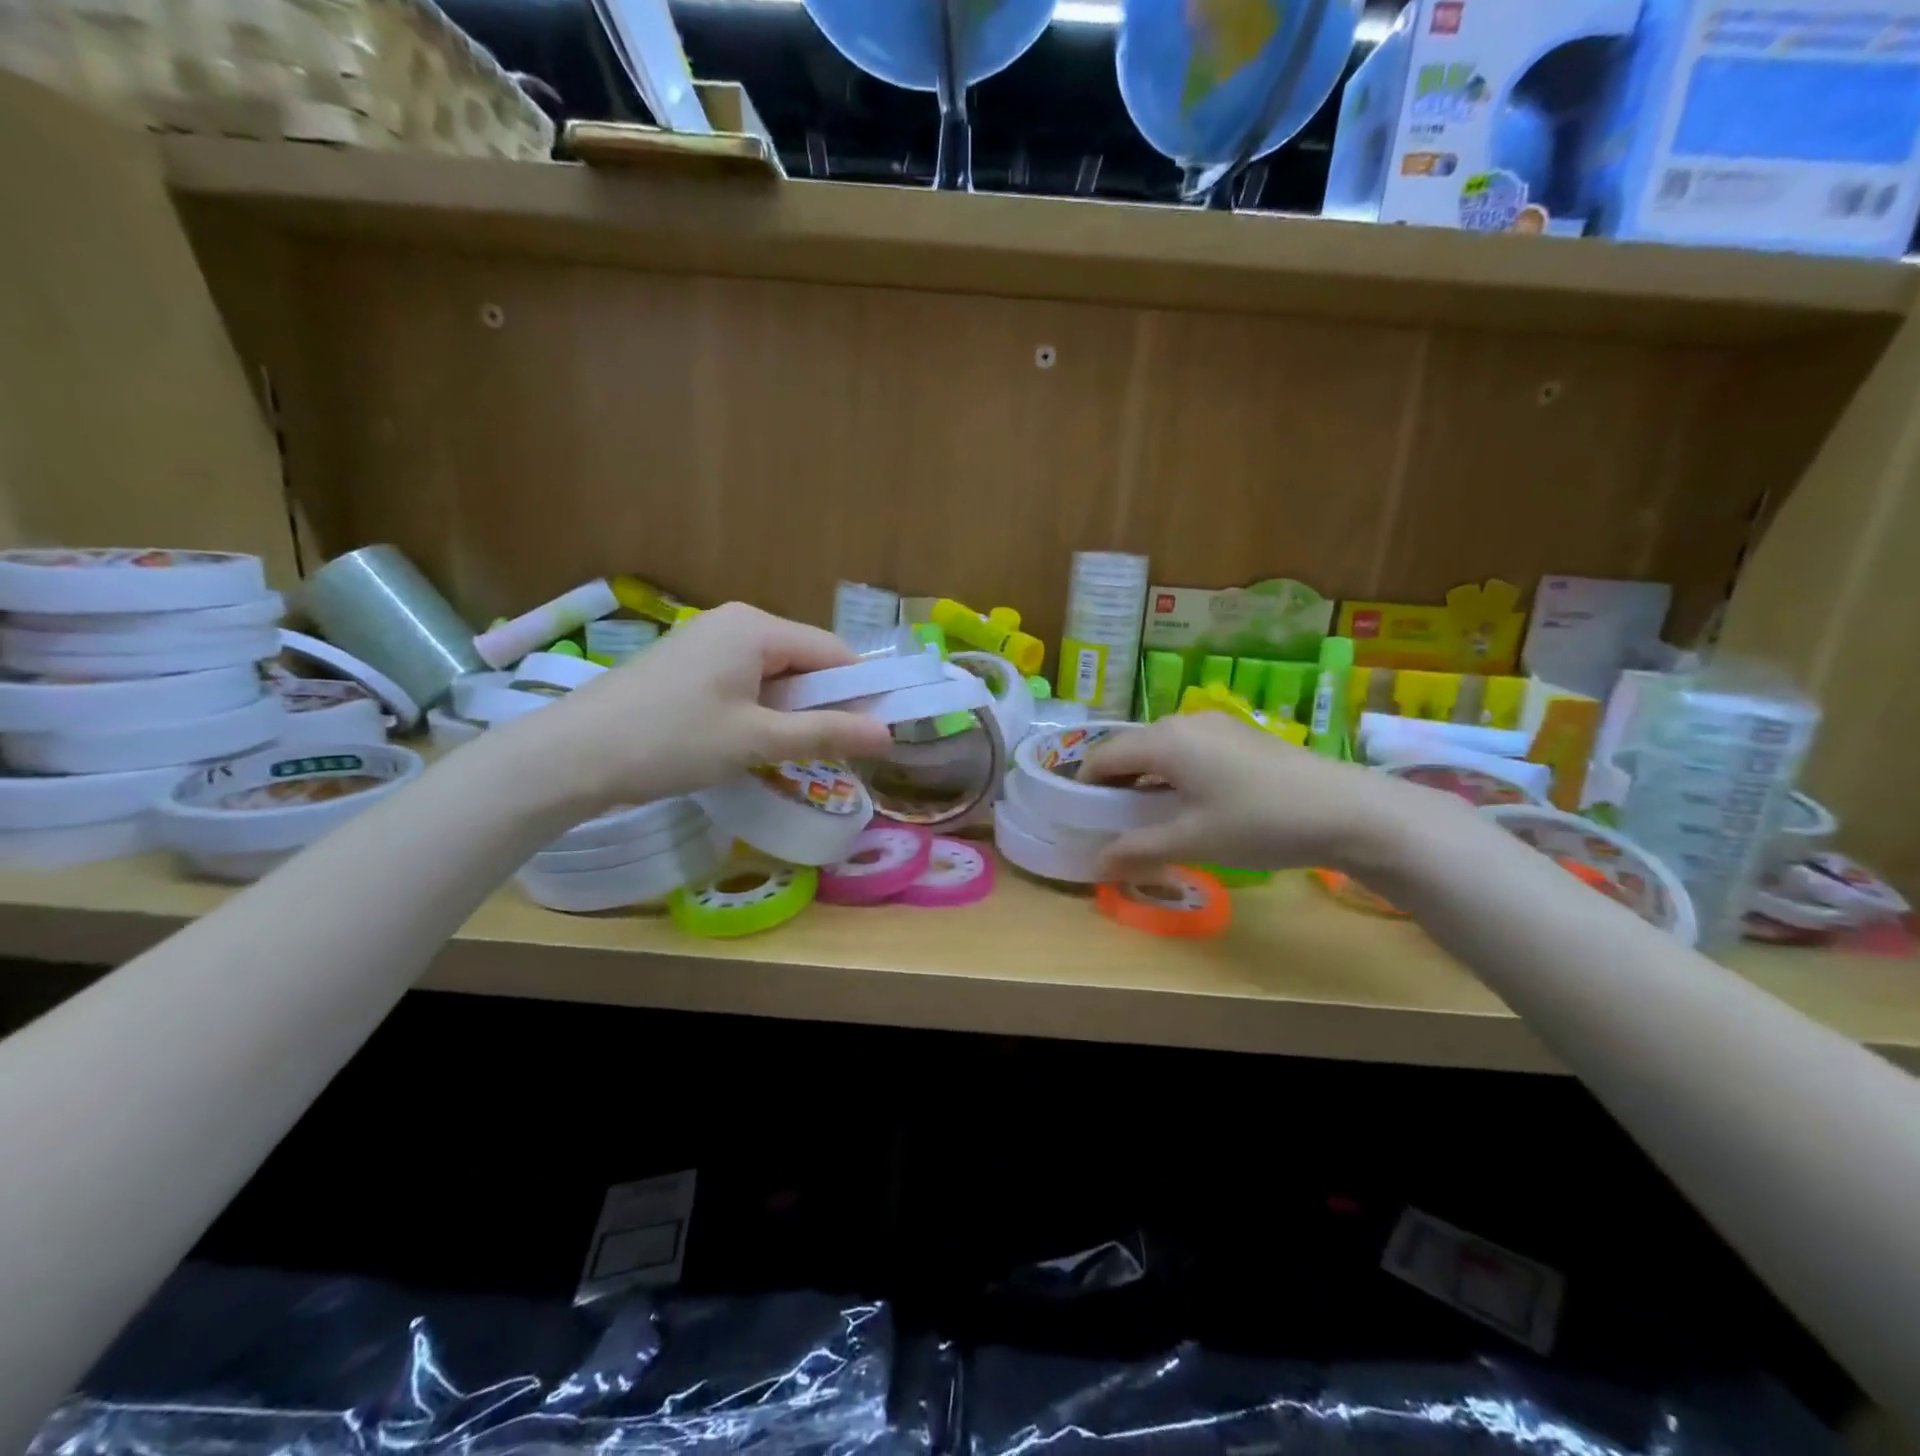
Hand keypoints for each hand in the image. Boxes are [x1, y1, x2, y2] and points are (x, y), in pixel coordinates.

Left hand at [503, 603, 894, 811]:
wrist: (569, 756)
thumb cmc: (671, 741)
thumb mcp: (756, 741)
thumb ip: (826, 733)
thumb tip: (888, 734)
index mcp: (757, 627)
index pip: (833, 652)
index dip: (859, 692)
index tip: (872, 735)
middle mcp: (735, 622)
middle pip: (803, 660)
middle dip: (821, 704)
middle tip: (829, 752)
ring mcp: (705, 640)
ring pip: (773, 673)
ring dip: (789, 711)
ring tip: (785, 753)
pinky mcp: (685, 664)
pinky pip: (743, 680)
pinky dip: (758, 709)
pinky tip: (746, 742)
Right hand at [1078, 714, 1472, 879]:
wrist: (1347, 809)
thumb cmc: (1259, 822)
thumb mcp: (1194, 841)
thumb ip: (1140, 848)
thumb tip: (1099, 861)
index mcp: (1164, 741)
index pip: (1103, 756)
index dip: (1084, 786)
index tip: (1079, 817)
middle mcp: (1183, 721)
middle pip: (1130, 750)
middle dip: (1114, 785)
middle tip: (1111, 823)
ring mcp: (1215, 725)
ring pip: (1160, 750)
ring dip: (1145, 781)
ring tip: (1148, 818)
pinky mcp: (1239, 735)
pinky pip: (1187, 750)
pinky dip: (1173, 774)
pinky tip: (1189, 804)